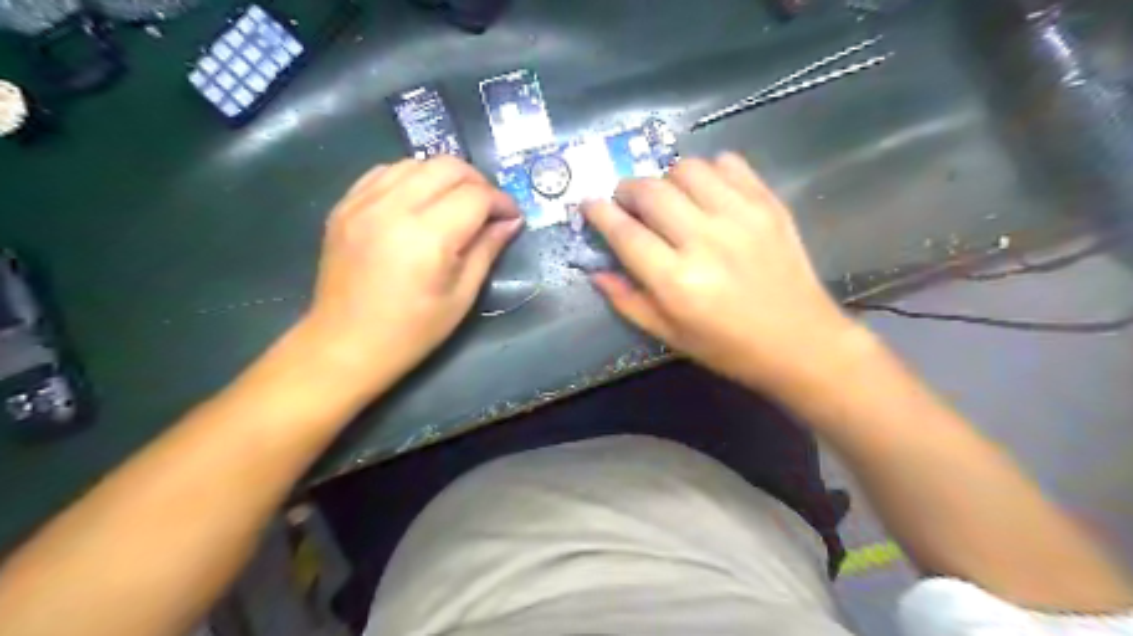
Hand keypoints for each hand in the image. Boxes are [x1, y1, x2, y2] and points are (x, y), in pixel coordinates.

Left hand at [292, 155, 519, 392]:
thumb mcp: (461, 296)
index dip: (501, 202)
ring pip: (416, 162)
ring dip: (445, 176)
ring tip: (455, 203)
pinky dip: (411, 178)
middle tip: (488, 208)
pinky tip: (419, 201)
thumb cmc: (412, 331)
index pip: (475, 195)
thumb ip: (487, 250)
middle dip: (478, 182)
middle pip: (447, 166)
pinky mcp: (344, 206)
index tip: (512, 217)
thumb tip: (511, 222)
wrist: (346, 345)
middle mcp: (393, 208)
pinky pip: (384, 172)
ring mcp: (362, 202)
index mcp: (427, 237)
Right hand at [590, 155, 862, 392]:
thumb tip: (595, 271)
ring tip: (668, 197)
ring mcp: (741, 217)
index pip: (625, 233)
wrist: (801, 342)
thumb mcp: (670, 335)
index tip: (588, 204)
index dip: (600, 214)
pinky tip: (706, 192)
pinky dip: (708, 171)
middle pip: (651, 192)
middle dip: (627, 190)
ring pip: (686, 169)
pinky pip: (729, 163)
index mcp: (677, 282)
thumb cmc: (729, 348)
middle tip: (626, 202)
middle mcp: (705, 241)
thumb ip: (628, 301)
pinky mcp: (768, 204)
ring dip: (666, 178)